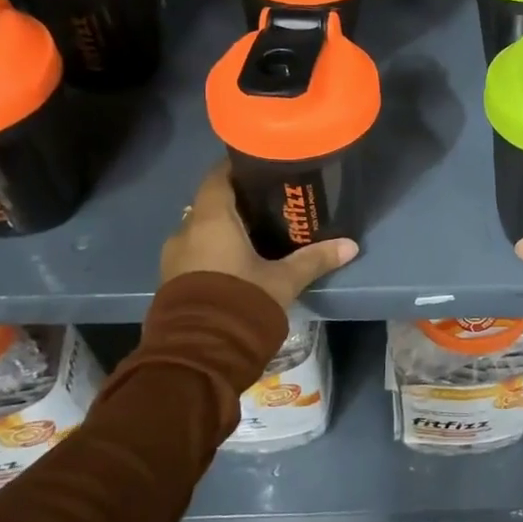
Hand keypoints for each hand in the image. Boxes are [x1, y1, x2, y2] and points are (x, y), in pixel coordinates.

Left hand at [161, 162, 358, 309]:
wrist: (197, 356)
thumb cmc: (241, 302)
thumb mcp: (283, 280)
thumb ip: (314, 259)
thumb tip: (351, 245)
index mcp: (211, 219)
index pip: (218, 177)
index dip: (237, 168)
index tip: (260, 166)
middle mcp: (186, 231)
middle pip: (210, 204)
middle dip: (235, 202)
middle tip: (267, 203)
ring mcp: (173, 258)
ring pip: (200, 231)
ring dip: (222, 230)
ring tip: (255, 235)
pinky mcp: (171, 282)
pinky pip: (193, 253)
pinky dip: (212, 251)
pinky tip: (236, 262)